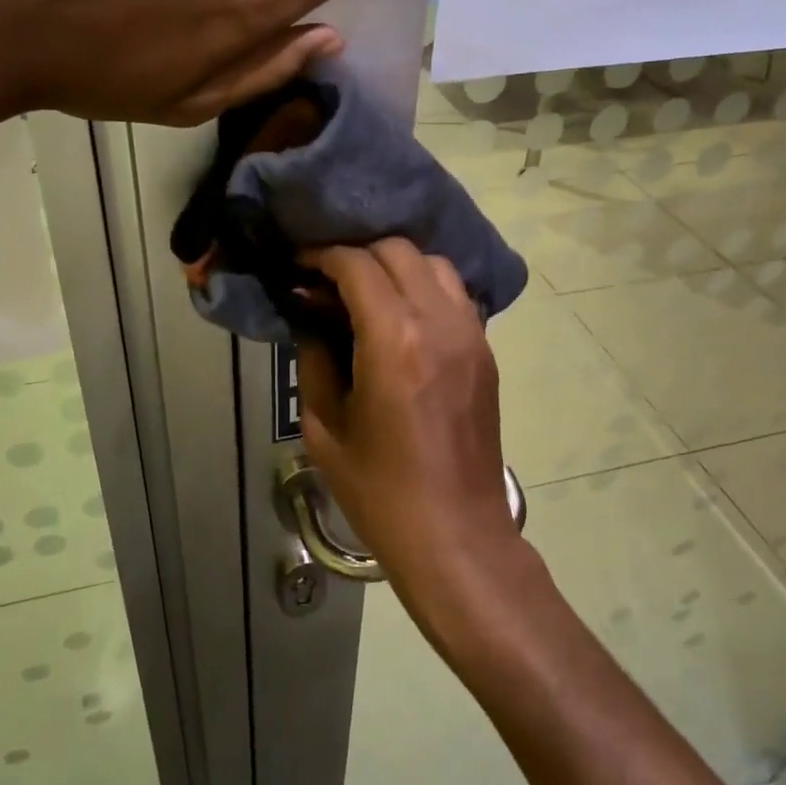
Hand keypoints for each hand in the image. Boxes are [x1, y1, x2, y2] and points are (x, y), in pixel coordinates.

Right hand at [297, 240, 521, 618]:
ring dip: (396, 266)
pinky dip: (424, 287)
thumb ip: (315, 357)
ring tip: (366, 292)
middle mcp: (438, 322)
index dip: (322, 256)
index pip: (357, 264)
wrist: (456, 533)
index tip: (299, 265)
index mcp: (392, 339)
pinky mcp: (486, 351)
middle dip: (357, 254)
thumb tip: (310, 315)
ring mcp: (471, 334)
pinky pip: (455, 294)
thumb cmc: (379, 490)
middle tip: (328, 280)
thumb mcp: (324, 426)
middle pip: (398, 251)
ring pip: (433, 264)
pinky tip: (401, 315)